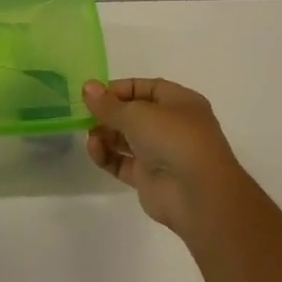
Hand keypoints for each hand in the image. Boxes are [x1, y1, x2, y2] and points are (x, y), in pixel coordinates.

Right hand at [84, 77, 248, 237]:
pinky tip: (95, 150)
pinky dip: (107, 156)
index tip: (93, 94)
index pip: (145, 88)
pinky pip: (122, 162)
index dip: (118, 89)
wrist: (197, 194)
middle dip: (108, 113)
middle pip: (133, 113)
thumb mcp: (137, 113)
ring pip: (126, 138)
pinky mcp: (149, 178)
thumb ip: (108, 103)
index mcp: (179, 102)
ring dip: (105, 135)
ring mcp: (161, 153)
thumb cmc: (173, 138)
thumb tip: (88, 87)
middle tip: (83, 115)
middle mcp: (171, 125)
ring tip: (91, 136)